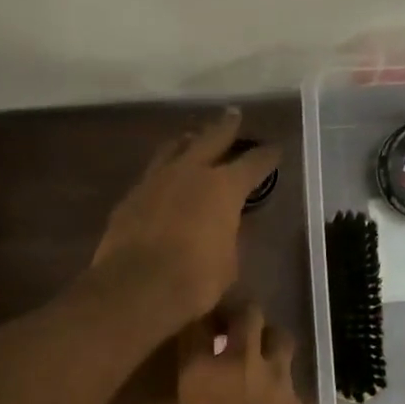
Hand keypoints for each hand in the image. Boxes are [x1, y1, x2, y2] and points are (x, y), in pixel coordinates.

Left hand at [92, 110, 278, 327]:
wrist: (137, 287)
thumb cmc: (195, 280)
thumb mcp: (228, 262)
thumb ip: (229, 236)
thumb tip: (225, 227)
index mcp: (224, 187)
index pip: (253, 163)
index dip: (267, 157)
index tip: (275, 150)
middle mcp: (190, 172)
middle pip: (211, 138)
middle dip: (226, 127)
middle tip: (233, 116)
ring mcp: (155, 181)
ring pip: (174, 149)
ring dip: (188, 141)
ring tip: (193, 138)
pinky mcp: (130, 197)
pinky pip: (151, 175)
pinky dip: (163, 172)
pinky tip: (164, 179)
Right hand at [177, 298, 317, 403]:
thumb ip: (199, 400)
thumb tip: (206, 390)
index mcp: (201, 372)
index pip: (197, 323)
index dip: (201, 319)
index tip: (201, 325)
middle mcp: (240, 363)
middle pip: (247, 313)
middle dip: (240, 315)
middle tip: (233, 328)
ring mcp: (276, 378)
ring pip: (279, 335)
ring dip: (268, 339)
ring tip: (261, 355)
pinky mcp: (301, 398)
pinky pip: (291, 376)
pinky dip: (282, 379)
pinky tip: (275, 400)